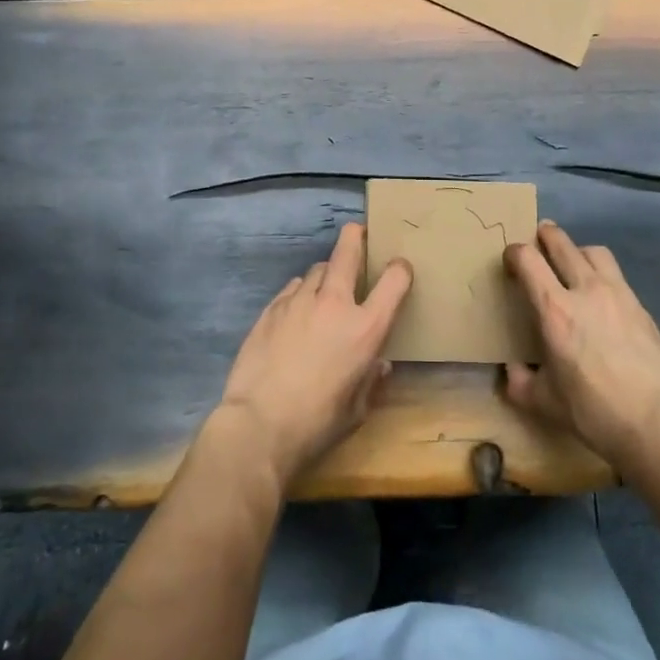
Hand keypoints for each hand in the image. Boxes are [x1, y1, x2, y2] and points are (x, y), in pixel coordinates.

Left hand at [214, 222, 412, 490]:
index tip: (399, 269)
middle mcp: (334, 303)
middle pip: (348, 250)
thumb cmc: (317, 424)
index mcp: (365, 328)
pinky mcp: (271, 308)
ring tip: (325, 288)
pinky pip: (293, 288)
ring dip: (327, 274)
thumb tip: (379, 364)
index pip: (394, 280)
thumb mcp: (357, 410)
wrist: (258, 425)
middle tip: (359, 235)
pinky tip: (297, 311)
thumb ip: (370, 380)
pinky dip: (300, 293)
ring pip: (317, 268)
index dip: (401, 269)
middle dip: (356, 237)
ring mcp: (299, 301)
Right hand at [502, 222, 659, 489]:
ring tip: (573, 264)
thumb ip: (521, 382)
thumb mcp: (544, 403)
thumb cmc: (594, 412)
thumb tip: (513, 369)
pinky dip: (602, 275)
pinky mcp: (641, 307)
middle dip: (545, 236)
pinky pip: (616, 276)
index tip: (510, 261)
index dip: (514, 253)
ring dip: (577, 250)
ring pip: (594, 251)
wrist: (659, 423)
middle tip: (538, 241)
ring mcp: (618, 294)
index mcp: (554, 309)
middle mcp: (585, 290)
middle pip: (562, 243)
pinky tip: (602, 298)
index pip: (528, 259)